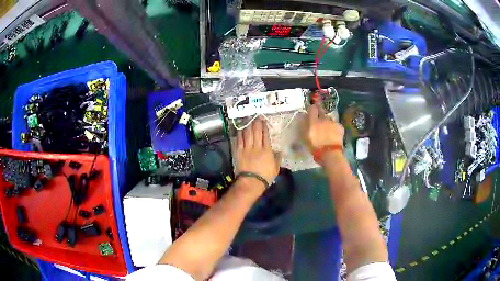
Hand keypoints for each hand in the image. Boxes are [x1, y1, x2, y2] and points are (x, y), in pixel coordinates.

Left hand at [236, 118, 279, 190]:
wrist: (251, 182)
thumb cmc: (265, 177)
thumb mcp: (276, 168)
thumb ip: (278, 158)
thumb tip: (279, 150)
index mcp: (267, 150)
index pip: (265, 135)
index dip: (264, 127)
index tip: (264, 121)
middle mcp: (257, 147)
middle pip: (256, 132)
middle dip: (256, 123)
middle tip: (256, 117)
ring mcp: (247, 149)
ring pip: (247, 134)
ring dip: (248, 126)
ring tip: (248, 120)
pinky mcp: (239, 152)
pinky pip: (239, 140)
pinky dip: (240, 134)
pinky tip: (241, 129)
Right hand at [303, 103, 344, 151]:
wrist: (330, 153)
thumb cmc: (315, 147)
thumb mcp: (305, 137)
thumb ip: (305, 126)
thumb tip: (304, 117)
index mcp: (313, 121)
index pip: (312, 108)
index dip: (311, 108)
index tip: (310, 111)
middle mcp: (323, 118)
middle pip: (321, 110)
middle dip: (320, 111)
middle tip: (318, 117)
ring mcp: (333, 122)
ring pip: (329, 118)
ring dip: (327, 121)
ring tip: (327, 129)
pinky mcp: (340, 127)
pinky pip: (336, 124)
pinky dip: (334, 127)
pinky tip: (333, 134)